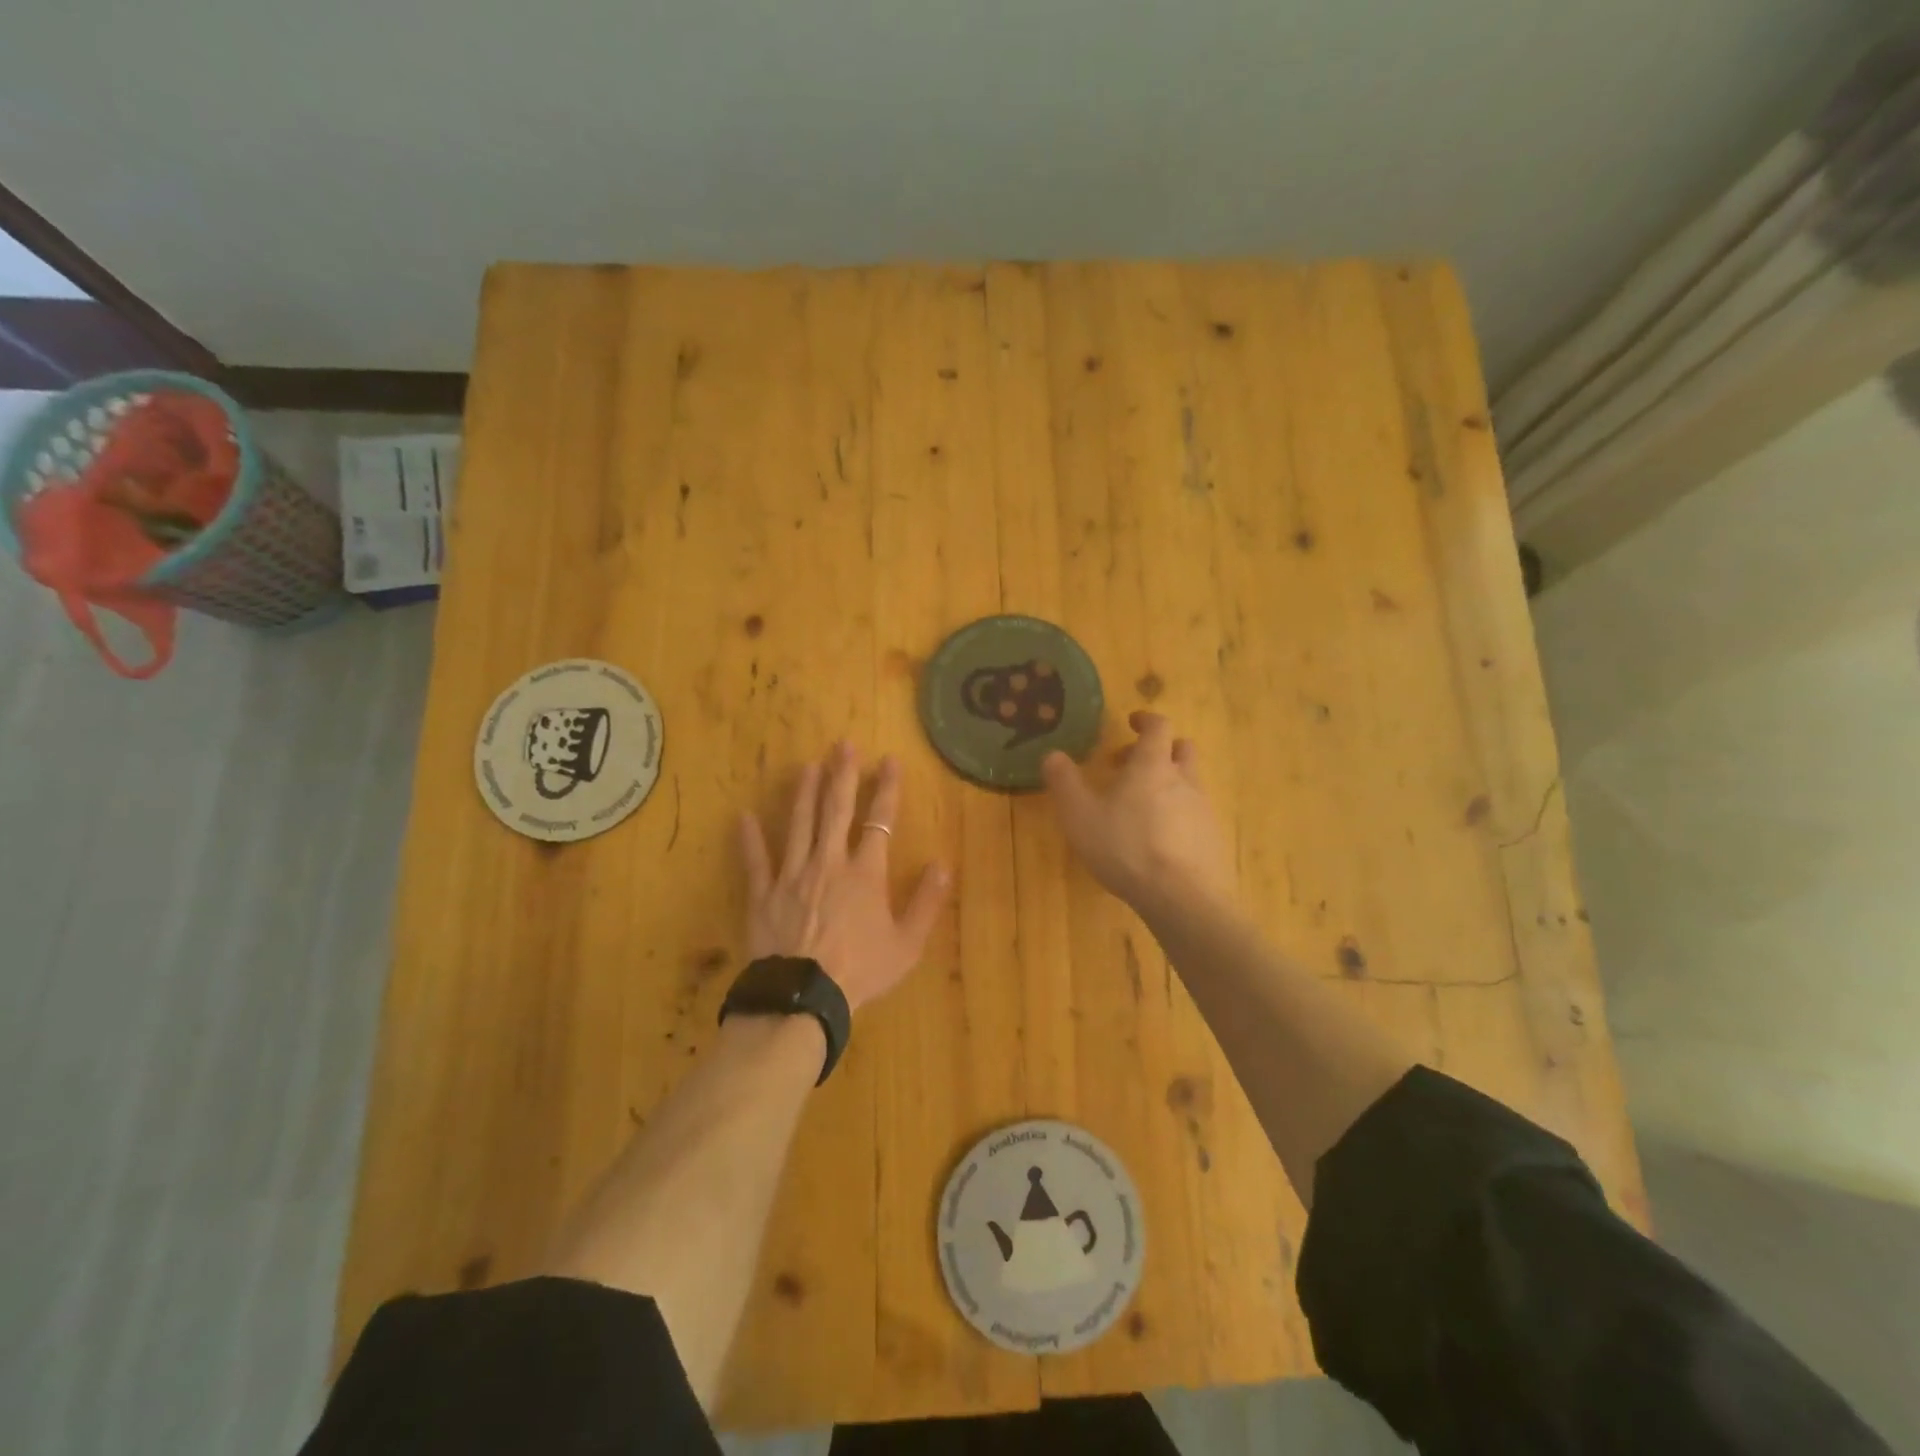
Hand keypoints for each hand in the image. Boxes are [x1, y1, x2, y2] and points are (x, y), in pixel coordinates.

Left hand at [740, 743, 950, 1012]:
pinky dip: (749, 839)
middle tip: (842, 745)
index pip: (879, 819)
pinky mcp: (763, 894)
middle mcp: (828, 862)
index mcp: (865, 872)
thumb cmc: (860, 970)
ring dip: (803, 793)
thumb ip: (926, 902)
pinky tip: (743, 816)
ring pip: (798, 824)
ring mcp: (792, 875)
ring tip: (806, 765)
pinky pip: (756, 861)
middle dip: (841, 775)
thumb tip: (943, 864)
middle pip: (835, 810)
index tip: (890, 760)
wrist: (804, 997)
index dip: (887, 788)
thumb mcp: (906, 944)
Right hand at [1042, 711, 1233, 918]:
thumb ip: (1064, 782)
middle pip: (1182, 749)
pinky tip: (1159, 840)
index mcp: (1153, 765)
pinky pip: (1195, 814)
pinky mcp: (1212, 839)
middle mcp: (1184, 780)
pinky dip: (1178, 815)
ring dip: (1168, 783)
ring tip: (1141, 808)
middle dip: (1159, 750)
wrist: (1182, 897)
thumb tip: (1052, 755)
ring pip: (1190, 782)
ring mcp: (1203, 810)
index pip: (1159, 726)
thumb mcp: (1079, 815)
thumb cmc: (1125, 846)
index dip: (1146, 719)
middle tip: (1131, 765)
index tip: (1132, 722)